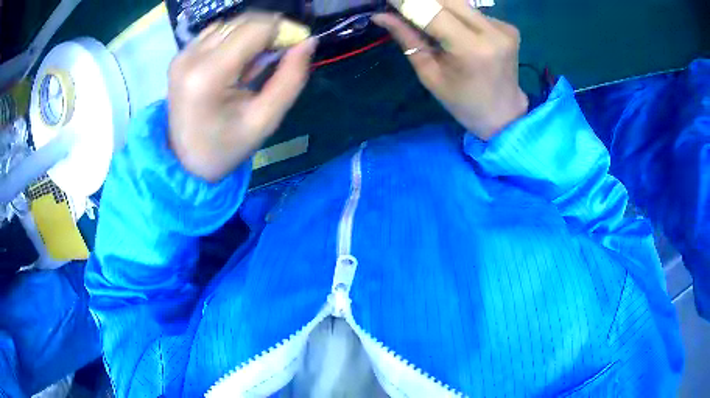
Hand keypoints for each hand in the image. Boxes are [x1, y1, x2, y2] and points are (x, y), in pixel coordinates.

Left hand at [168, 12, 316, 181]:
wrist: (185, 162)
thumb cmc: (226, 147)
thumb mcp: (265, 120)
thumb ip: (290, 78)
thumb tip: (308, 42)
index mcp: (208, 76)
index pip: (256, 29)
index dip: (284, 30)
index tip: (299, 44)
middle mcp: (191, 57)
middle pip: (243, 21)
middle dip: (271, 30)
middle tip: (282, 53)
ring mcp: (183, 54)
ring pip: (231, 24)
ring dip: (252, 35)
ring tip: (256, 63)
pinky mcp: (181, 55)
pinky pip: (217, 32)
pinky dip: (235, 39)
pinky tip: (237, 61)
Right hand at [373, 3, 527, 139]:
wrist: (504, 114)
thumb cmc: (462, 101)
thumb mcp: (429, 74)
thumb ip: (408, 39)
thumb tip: (381, 15)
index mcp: (471, 49)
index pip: (432, 11)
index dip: (407, 2)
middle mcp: (492, 32)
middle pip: (448, 0)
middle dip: (422, 1)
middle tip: (403, 6)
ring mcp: (504, 28)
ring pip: (461, 3)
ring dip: (438, 5)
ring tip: (424, 17)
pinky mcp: (508, 27)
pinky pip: (474, 11)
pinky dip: (457, 13)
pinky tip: (452, 26)